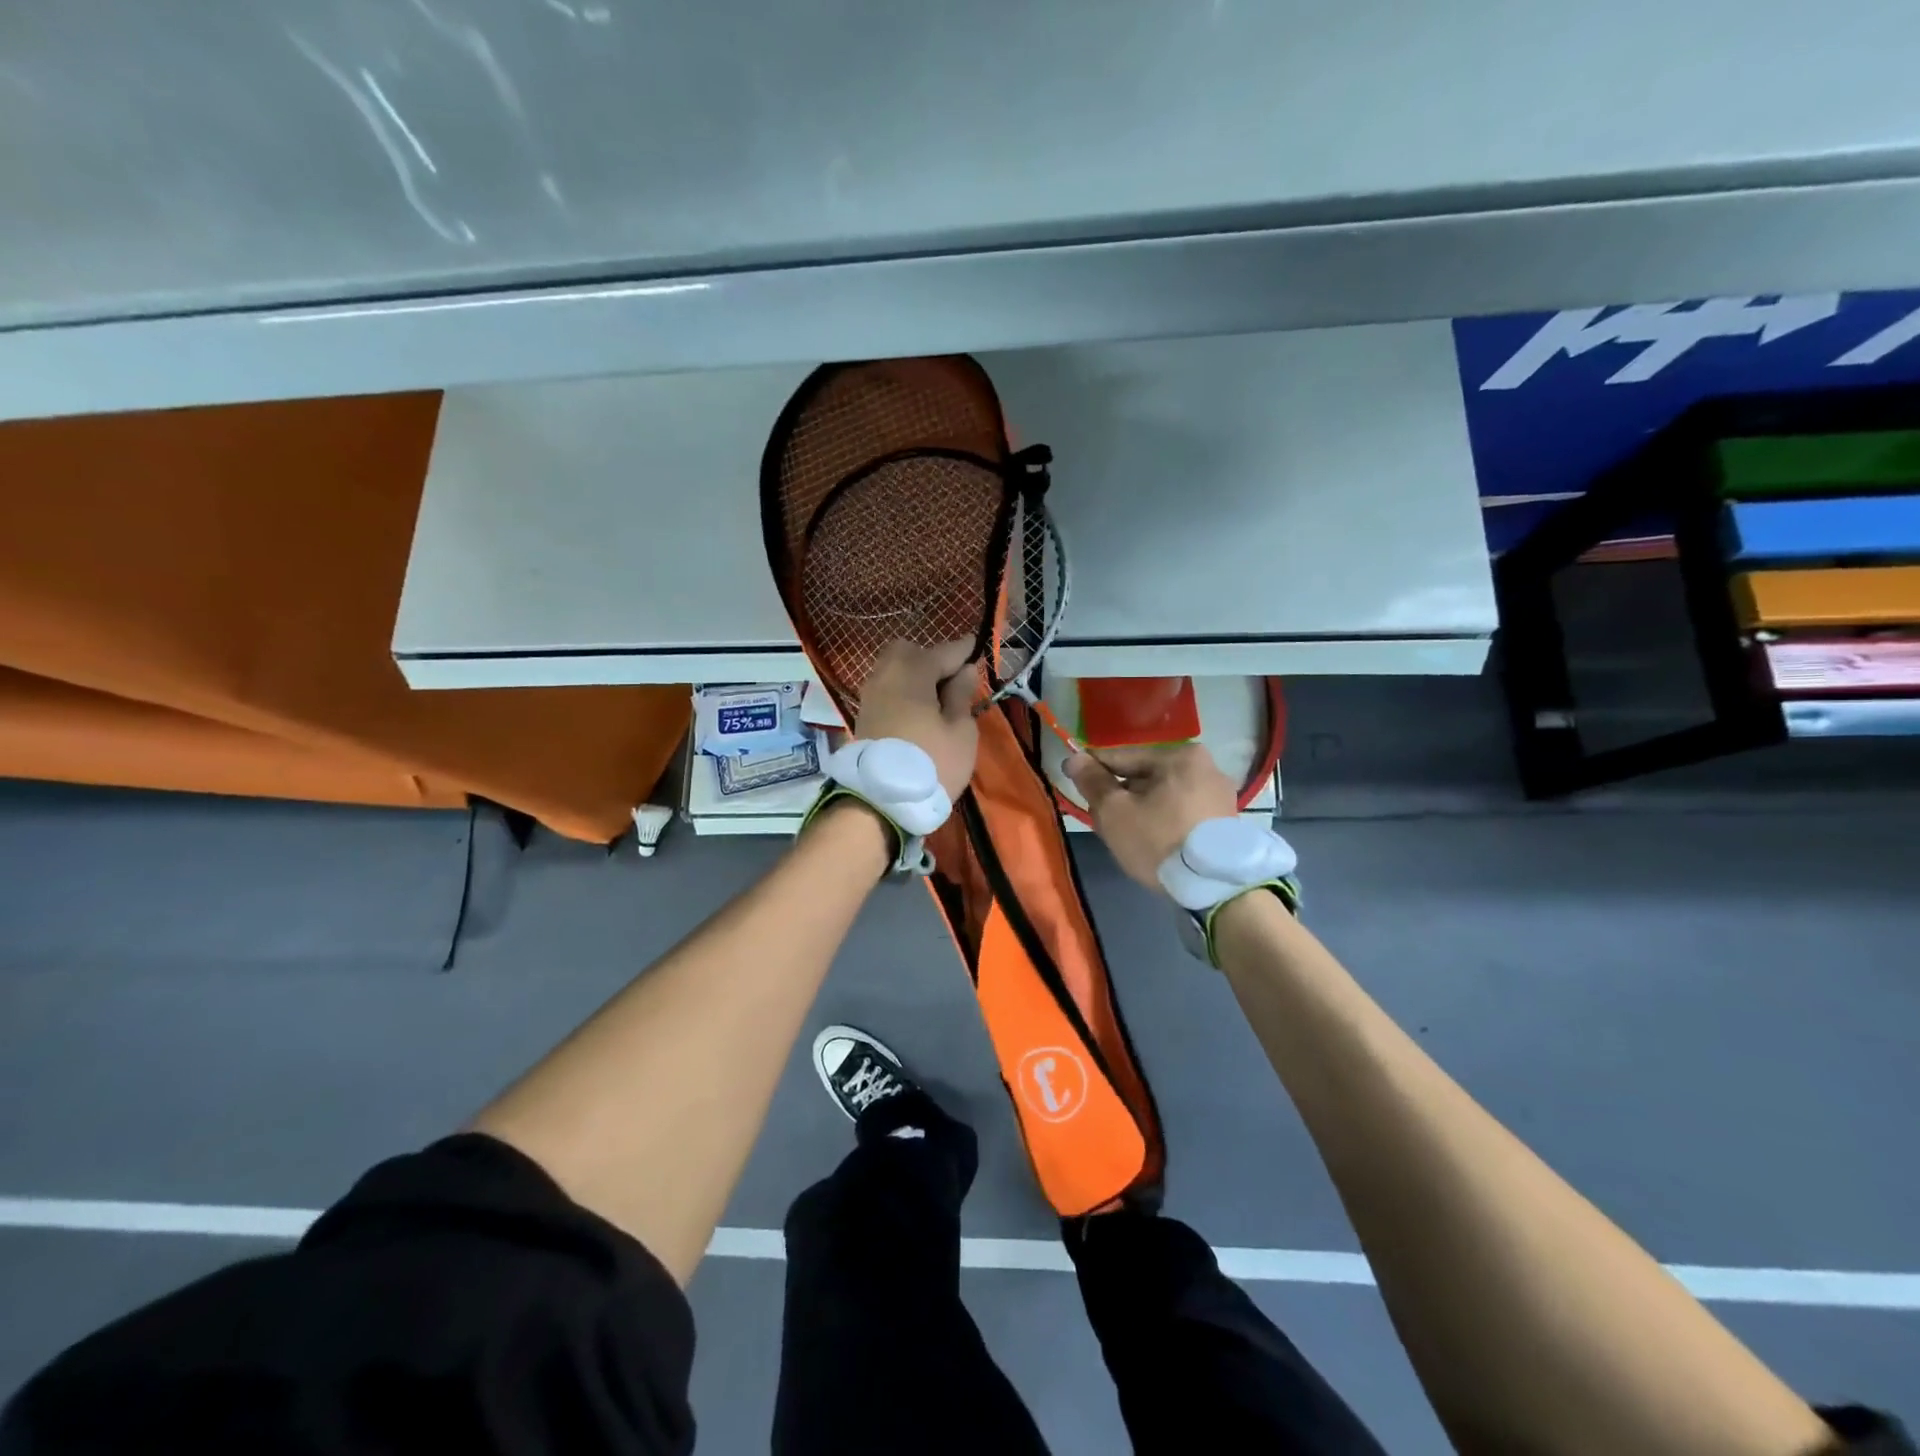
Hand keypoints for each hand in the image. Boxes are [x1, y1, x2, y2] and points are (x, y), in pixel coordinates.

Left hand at [854, 639, 981, 800]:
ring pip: (894, 670)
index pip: (945, 651)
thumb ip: (962, 695)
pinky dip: (903, 692)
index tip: (978, 645)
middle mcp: (886, 674)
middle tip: (953, 681)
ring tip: (938, 700)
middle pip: (909, 652)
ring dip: (916, 676)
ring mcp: (870, 694)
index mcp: (913, 671)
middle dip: (931, 659)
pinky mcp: (864, 714)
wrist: (880, 801)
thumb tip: (964, 670)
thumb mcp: (960, 731)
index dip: (965, 649)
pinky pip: (887, 689)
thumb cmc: (932, 763)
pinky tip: (919, 710)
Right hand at [1065, 742, 1238, 892]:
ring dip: (1139, 809)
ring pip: (1161, 795)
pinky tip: (1147, 840)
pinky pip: (1180, 810)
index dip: (1093, 769)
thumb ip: (1093, 782)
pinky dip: (1161, 820)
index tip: (1070, 776)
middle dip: (1119, 795)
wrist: (1215, 888)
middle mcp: (1205, 766)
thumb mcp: (1115, 812)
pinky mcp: (1224, 820)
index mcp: (1179, 756)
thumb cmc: (1159, 841)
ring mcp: (1219, 794)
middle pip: (1144, 777)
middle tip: (1098, 818)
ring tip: (1121, 834)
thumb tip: (1074, 758)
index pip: (1123, 757)